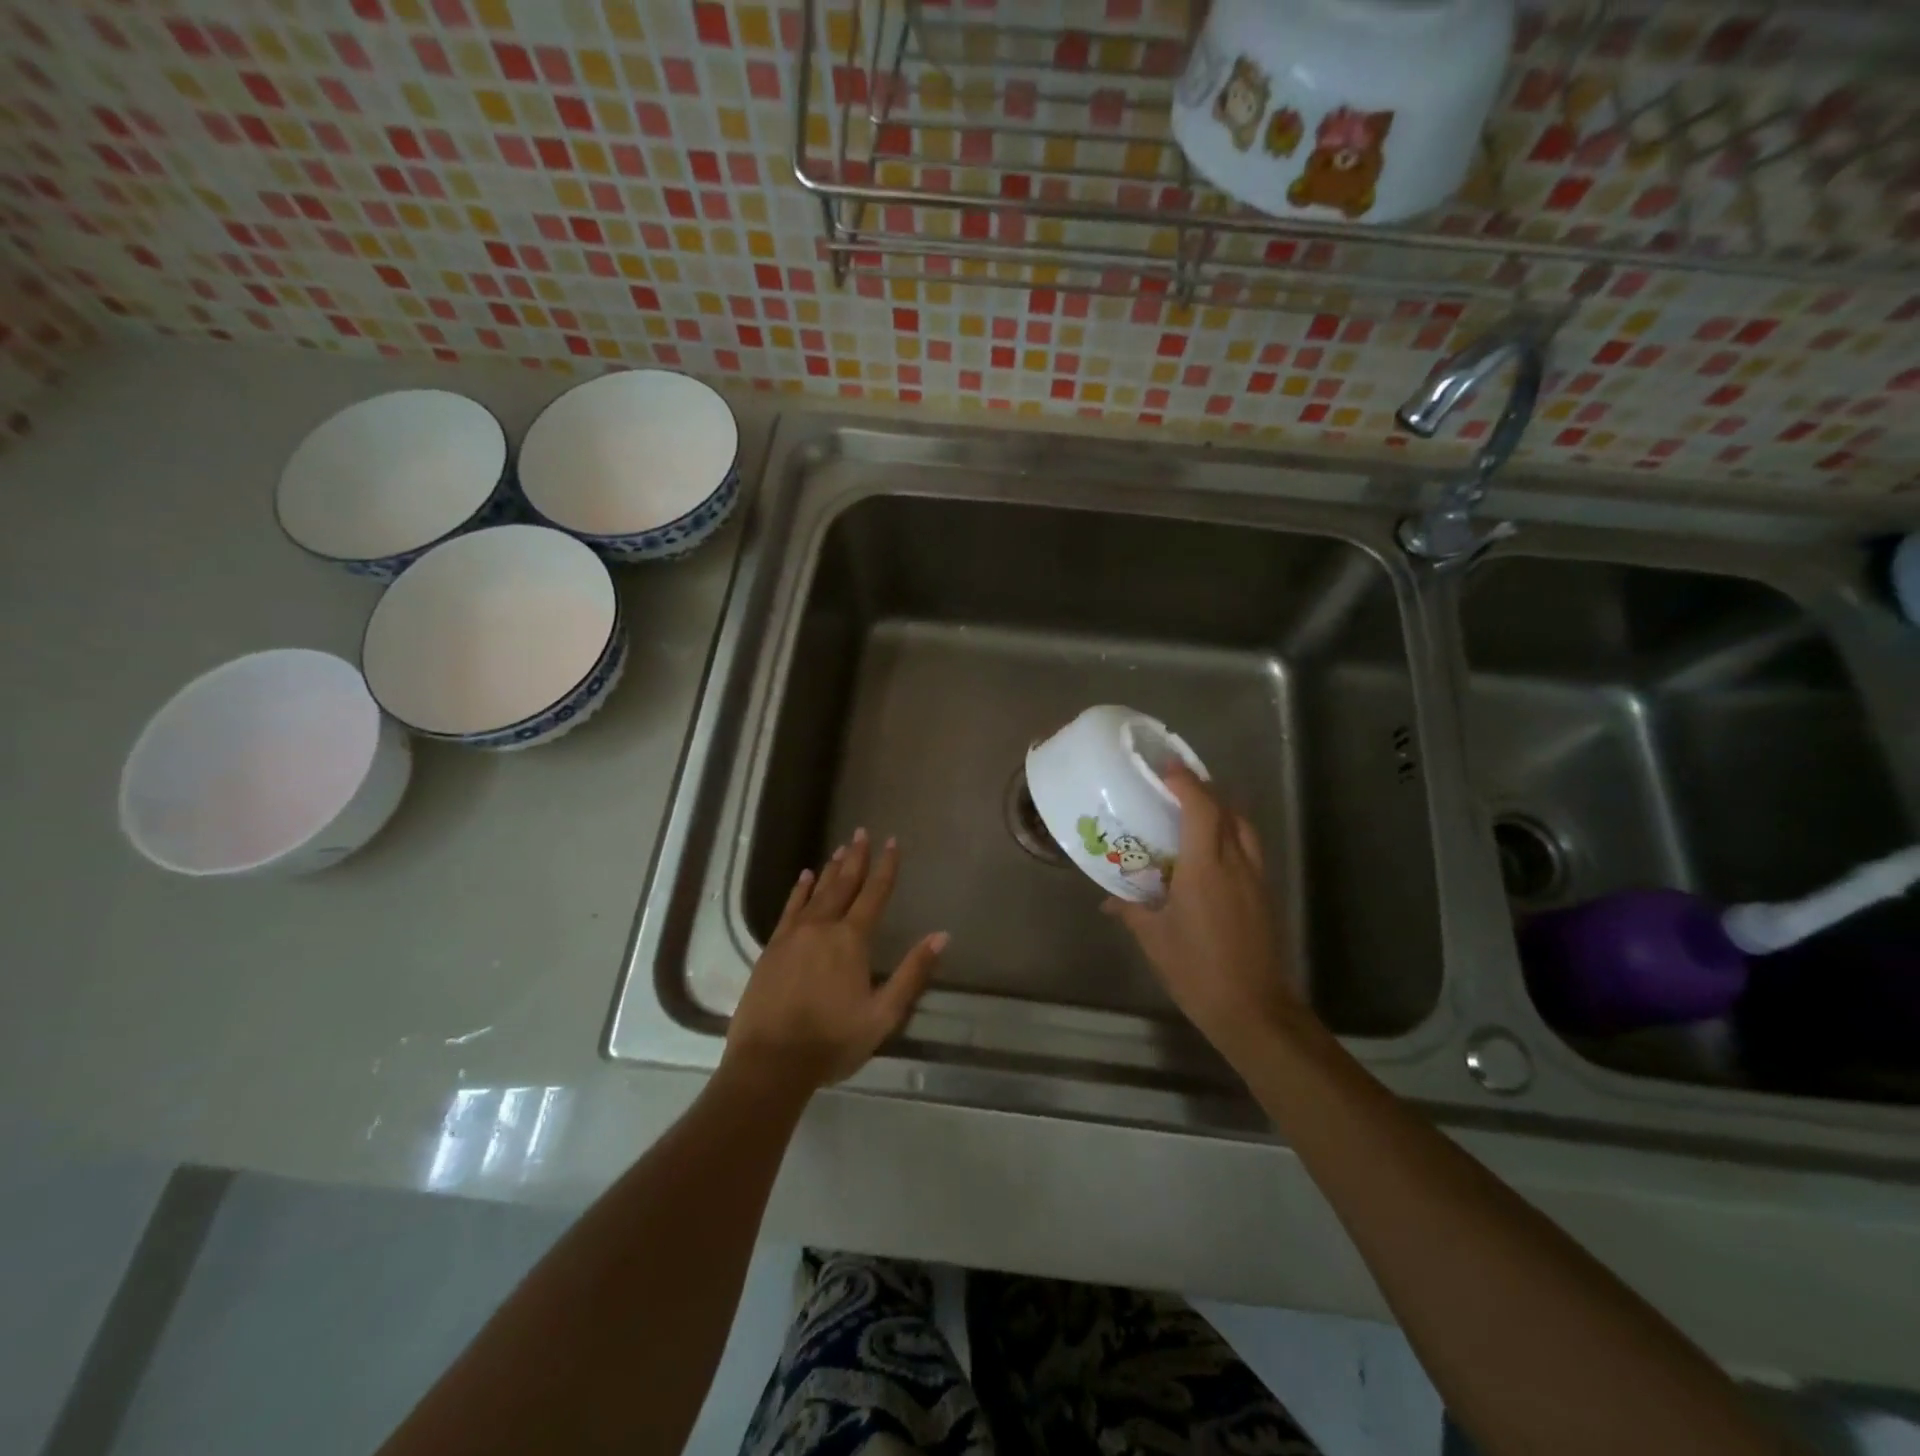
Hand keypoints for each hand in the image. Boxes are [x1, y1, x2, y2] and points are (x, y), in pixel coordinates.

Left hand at [724, 829, 947, 1093]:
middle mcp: (823, 927)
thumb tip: (941, 935)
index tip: (892, 841)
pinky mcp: (772, 948)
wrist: (770, 1063)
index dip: (886, 867)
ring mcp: (794, 935)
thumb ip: (912, 973)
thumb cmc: (832, 1041)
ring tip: (840, 848)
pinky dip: (799, 891)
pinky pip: (789, 909)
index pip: (874, 894)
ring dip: (830, 869)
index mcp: (851, 940)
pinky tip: (803, 878)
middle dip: (856, 857)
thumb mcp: (883, 1015)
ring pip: (816, 892)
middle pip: (843, 884)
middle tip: (862, 832)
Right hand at [1104, 767, 1300, 1067]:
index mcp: (1205, 868)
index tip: (1166, 768)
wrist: (1252, 1008)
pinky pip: (1249, 850)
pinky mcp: (1264, 896)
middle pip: (1227, 811)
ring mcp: (1255, 879)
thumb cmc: (1196, 969)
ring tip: (1196, 814)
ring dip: (1222, 812)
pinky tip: (1211, 854)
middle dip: (1203, 791)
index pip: (1201, 809)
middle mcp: (1235, 864)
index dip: (1185, 782)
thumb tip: (1108, 900)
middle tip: (1176, 787)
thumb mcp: (1154, 938)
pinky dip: (1231, 836)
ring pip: (1243, 829)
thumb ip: (1131, 910)